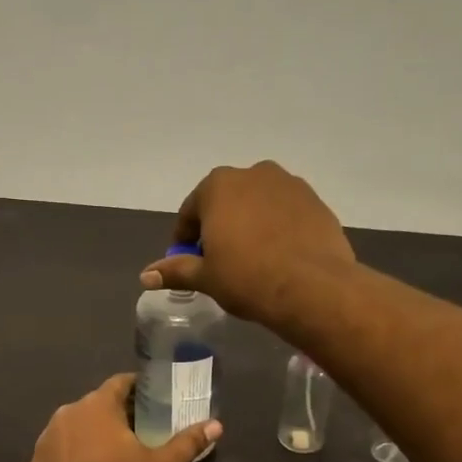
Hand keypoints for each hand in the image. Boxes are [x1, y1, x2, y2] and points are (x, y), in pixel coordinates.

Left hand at [30, 373, 221, 461]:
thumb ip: (188, 443)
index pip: (120, 383)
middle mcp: (67, 413)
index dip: (138, 388)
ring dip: (92, 433)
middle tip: (139, 429)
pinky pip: (60, 449)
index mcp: (97, 405)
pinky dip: (73, 453)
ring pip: (76, 426)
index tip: (153, 397)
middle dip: (116, 413)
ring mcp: (47, 438)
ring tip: (112, 452)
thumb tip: (216, 425)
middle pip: (96, 404)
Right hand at [140, 161, 355, 329]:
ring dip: (249, 224)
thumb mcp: (205, 277)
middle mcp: (253, 174)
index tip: (188, 261)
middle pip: (226, 202)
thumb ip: (175, 270)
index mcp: (219, 186)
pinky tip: (278, 256)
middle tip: (219, 261)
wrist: (313, 287)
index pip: (191, 212)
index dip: (185, 239)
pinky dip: (277, 228)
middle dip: (218, 227)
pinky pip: (286, 213)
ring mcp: (289, 184)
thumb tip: (145, 275)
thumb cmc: (247, 278)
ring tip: (251, 259)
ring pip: (258, 204)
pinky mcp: (316, 201)